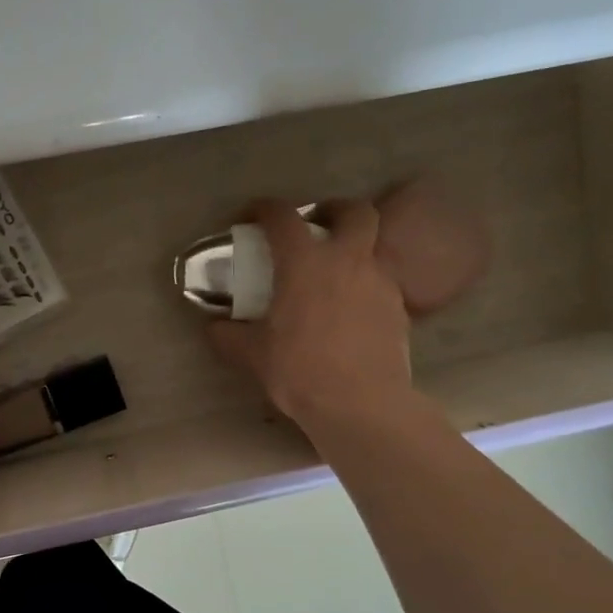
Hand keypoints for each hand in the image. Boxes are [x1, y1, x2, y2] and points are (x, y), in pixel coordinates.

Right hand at [206, 197, 418, 437]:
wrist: (362, 404)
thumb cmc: (300, 371)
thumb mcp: (252, 354)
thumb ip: (227, 335)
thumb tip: (212, 326)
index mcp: (305, 263)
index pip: (283, 216)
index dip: (264, 208)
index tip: (251, 215)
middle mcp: (348, 261)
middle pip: (354, 212)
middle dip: (334, 209)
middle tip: (316, 224)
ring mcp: (380, 282)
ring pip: (375, 245)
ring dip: (355, 247)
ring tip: (335, 271)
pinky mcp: (399, 308)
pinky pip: (382, 281)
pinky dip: (365, 283)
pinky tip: (351, 308)